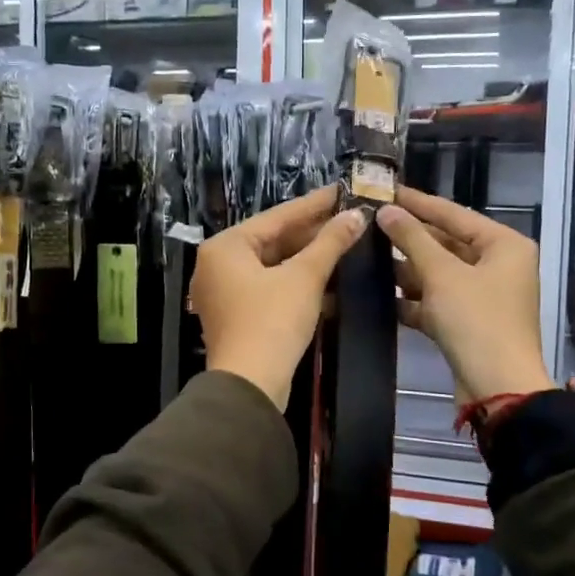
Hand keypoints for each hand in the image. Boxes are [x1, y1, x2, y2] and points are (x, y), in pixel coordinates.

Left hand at [192, 187, 368, 409]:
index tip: (342, 189)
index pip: (277, 216)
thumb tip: (356, 215)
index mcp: (225, 247)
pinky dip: (297, 283)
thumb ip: (330, 243)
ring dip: (308, 259)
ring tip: (345, 244)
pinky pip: (270, 288)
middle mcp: (218, 264)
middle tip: (349, 218)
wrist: (250, 386)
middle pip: (273, 240)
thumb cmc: (272, 322)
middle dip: (312, 234)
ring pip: (273, 266)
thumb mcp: (304, 278)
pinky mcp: (237, 316)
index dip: (314, 204)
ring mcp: (225, 292)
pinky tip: (330, 279)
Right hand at [377, 187, 554, 405]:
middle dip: (409, 238)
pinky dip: (413, 299)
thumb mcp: (442, 274)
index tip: (385, 190)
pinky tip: (381, 295)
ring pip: (439, 273)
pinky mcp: (469, 322)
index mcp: (504, 245)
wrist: (497, 387)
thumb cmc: (476, 320)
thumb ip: (412, 239)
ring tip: (367, 256)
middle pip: (446, 243)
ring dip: (407, 269)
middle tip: (369, 224)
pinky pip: (437, 301)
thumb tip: (386, 211)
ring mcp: (484, 296)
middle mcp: (498, 265)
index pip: (454, 214)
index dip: (418, 202)